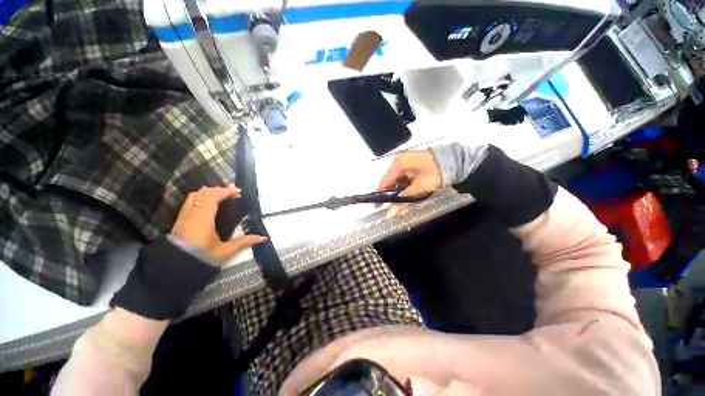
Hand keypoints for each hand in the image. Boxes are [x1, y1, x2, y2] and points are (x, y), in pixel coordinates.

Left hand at [171, 185, 265, 263]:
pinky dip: (200, 197)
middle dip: (219, 190)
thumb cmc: (202, 258)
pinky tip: (206, 201)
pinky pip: (189, 201)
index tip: (238, 191)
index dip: (225, 192)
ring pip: (194, 196)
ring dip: (208, 192)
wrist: (175, 268)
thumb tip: (263, 238)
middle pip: (204, 194)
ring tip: (220, 194)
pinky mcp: (180, 220)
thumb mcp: (225, 251)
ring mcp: (184, 216)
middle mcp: (192, 214)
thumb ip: (244, 242)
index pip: (213, 198)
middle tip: (232, 193)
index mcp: (204, 219)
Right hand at [377, 150, 441, 215]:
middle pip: (389, 180)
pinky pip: (402, 176)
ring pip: (396, 178)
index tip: (376, 206)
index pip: (384, 181)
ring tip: (396, 202)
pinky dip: (403, 185)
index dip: (380, 194)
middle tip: (387, 206)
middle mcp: (398, 160)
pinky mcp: (411, 163)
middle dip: (389, 193)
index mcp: (398, 164)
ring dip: (396, 190)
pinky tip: (405, 193)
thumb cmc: (435, 173)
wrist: (454, 161)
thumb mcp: (419, 188)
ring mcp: (404, 160)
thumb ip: (403, 200)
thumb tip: (390, 214)